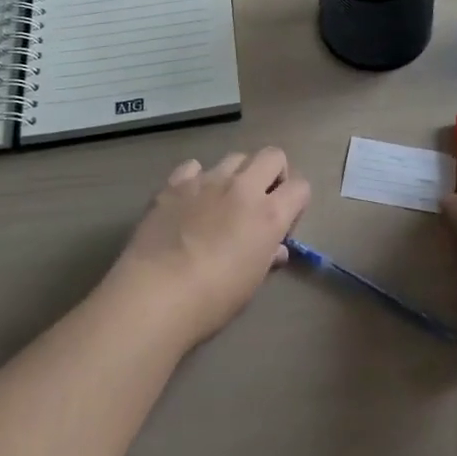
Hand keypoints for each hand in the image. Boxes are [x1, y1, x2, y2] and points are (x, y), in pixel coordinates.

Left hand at [109, 147, 310, 347]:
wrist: (155, 293)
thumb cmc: (212, 299)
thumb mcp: (251, 284)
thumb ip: (268, 257)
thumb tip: (276, 249)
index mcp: (269, 214)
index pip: (300, 187)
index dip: (297, 201)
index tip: (285, 221)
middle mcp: (243, 187)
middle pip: (273, 156)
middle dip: (274, 173)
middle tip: (262, 200)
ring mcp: (208, 180)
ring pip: (235, 157)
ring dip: (238, 174)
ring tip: (224, 200)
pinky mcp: (176, 182)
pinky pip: (194, 167)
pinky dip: (197, 178)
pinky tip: (190, 200)